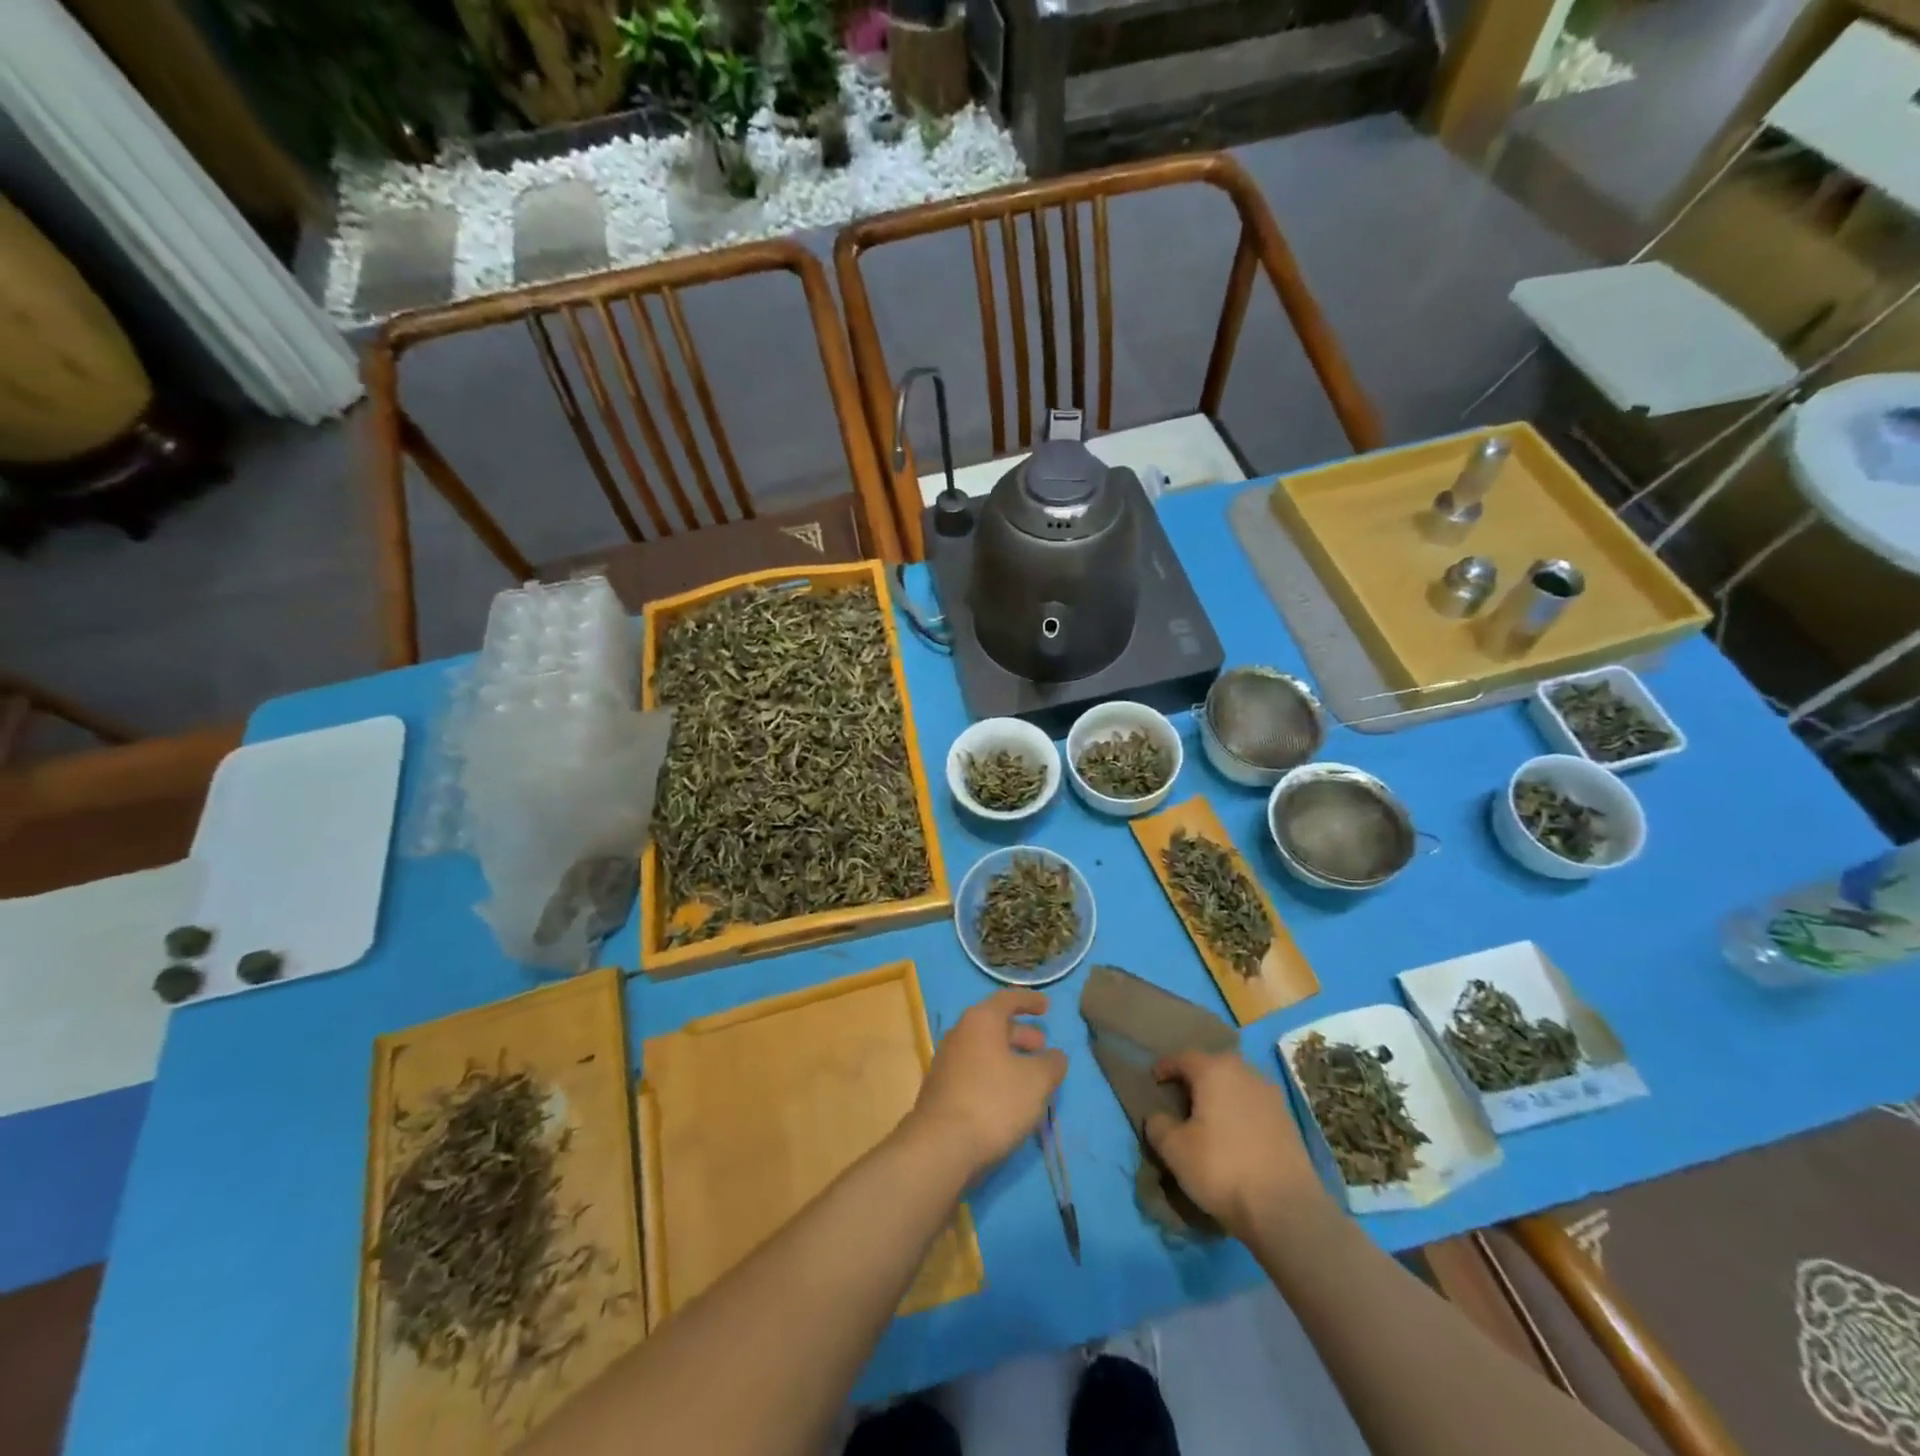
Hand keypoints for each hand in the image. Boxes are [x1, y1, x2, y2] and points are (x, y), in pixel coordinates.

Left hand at [908, 989, 1067, 1177]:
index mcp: (981, 1020)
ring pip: (984, 1050)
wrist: (941, 1146)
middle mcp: (959, 1033)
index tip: (1047, 1007)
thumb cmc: (994, 1102)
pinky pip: (974, 1071)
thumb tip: (1054, 1056)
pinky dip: (994, 1075)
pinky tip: (1007, 1098)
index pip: (1008, 998)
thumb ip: (1051, 1063)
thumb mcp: (1037, 1081)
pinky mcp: (941, 1089)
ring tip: (1029, 1076)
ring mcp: (946, 1062)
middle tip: (1042, 1047)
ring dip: (1008, 1057)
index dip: (1030, 1000)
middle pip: (994, 1025)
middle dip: (1021, 1033)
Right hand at [1144, 1050, 1326, 1239]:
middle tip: (1181, 1097)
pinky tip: (1234, 1134)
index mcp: (1214, 1070)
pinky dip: (1240, 1112)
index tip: (1153, 1080)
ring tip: (1208, 1116)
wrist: (1286, 1209)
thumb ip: (1158, 1125)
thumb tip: (1158, 1117)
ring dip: (1220, 1094)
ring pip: (1236, 1084)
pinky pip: (1254, 1105)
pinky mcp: (1288, 1121)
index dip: (1164, 1068)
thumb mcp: (1174, 1149)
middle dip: (1195, 1078)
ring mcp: (1271, 1095)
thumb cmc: (1222, 1168)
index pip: (1182, 1058)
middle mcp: (1245, 1072)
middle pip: (1213, 1066)